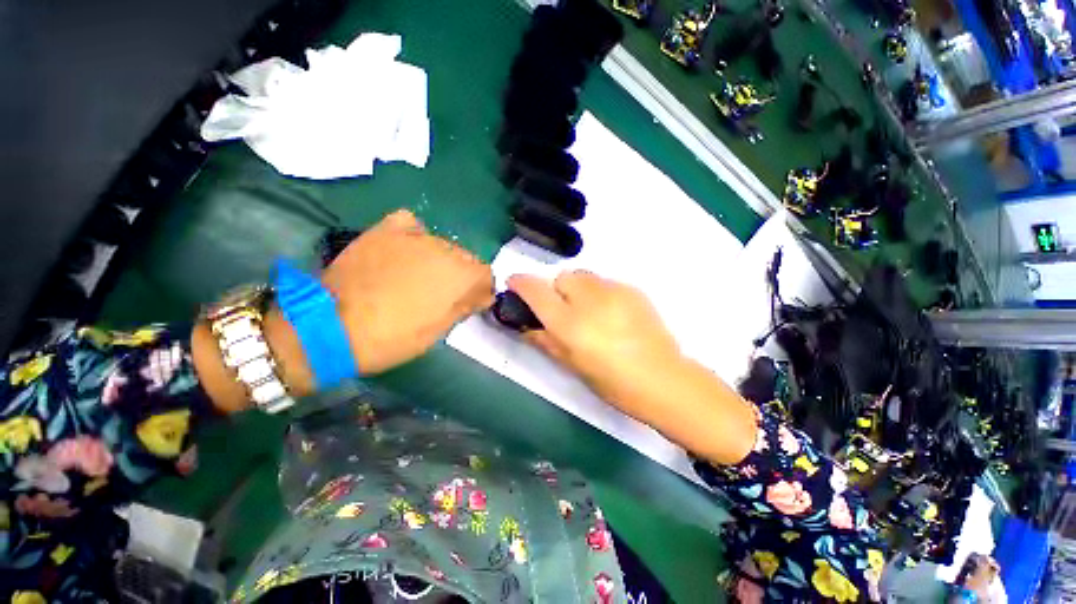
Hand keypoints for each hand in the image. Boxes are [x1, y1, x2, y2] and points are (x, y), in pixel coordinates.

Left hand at [322, 210, 494, 374]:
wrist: (332, 326)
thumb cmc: (394, 337)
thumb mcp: (438, 330)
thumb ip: (464, 306)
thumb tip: (481, 296)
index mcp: (462, 276)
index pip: (486, 275)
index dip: (479, 290)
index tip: (470, 303)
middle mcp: (446, 249)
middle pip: (465, 258)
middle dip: (459, 276)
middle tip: (440, 294)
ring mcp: (415, 237)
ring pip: (441, 244)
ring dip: (437, 260)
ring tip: (416, 276)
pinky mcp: (387, 230)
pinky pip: (411, 225)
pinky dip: (414, 236)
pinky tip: (405, 250)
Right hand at [506, 270, 680, 402]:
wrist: (662, 379)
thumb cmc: (612, 382)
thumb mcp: (570, 364)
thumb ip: (544, 338)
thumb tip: (525, 323)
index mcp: (569, 323)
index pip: (535, 290)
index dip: (520, 283)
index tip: (514, 285)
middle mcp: (589, 300)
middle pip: (561, 277)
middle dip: (556, 290)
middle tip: (564, 312)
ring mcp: (614, 291)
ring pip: (583, 276)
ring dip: (577, 289)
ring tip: (589, 311)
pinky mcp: (632, 289)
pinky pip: (605, 283)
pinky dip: (599, 292)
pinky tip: (611, 314)